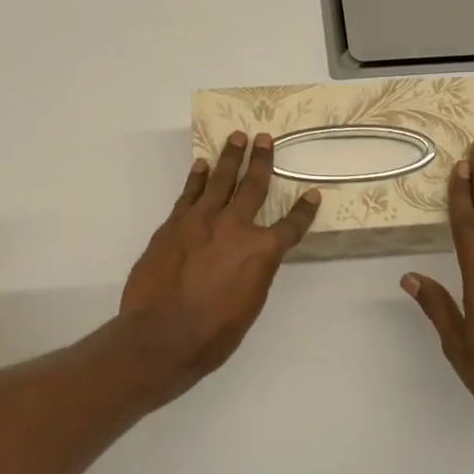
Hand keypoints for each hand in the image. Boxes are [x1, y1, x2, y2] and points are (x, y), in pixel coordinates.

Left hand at [122, 130, 320, 392]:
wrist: (160, 336)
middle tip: (265, 139)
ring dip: (231, 157)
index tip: (313, 194)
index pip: (291, 226)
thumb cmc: (212, 334)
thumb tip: (253, 257)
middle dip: (262, 161)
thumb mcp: (249, 306)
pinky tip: (202, 165)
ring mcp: (202, 221)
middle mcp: (235, 227)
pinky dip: (198, 178)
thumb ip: (255, 273)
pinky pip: (190, 193)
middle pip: (253, 186)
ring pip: (220, 180)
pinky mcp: (174, 224)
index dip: (304, 211)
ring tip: (237, 137)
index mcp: (261, 252)